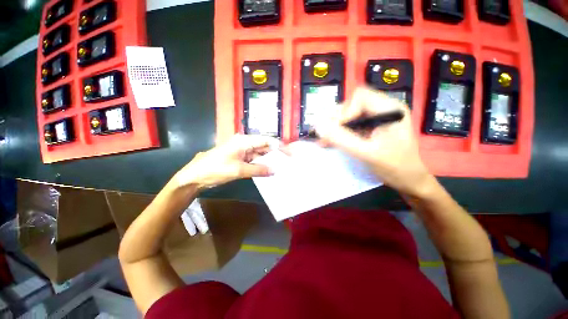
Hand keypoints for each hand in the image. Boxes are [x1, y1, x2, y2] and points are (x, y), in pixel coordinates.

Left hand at [174, 135, 279, 189]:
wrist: (195, 176)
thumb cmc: (215, 169)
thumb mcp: (238, 170)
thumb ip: (258, 169)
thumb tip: (274, 170)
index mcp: (244, 141)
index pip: (267, 140)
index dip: (279, 146)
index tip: (289, 154)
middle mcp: (245, 143)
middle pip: (264, 146)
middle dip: (276, 153)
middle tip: (287, 162)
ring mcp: (242, 151)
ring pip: (260, 153)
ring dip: (269, 160)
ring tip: (281, 166)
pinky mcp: (240, 159)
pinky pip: (254, 160)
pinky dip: (262, 164)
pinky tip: (268, 170)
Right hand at [316, 88, 433, 196]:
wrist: (408, 180)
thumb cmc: (394, 167)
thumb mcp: (366, 153)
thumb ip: (342, 139)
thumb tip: (319, 126)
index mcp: (390, 109)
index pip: (360, 98)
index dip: (344, 112)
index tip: (335, 130)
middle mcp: (384, 108)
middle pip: (353, 104)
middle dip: (336, 120)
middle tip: (324, 135)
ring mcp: (377, 118)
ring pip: (349, 115)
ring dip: (335, 127)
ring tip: (323, 139)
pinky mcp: (372, 127)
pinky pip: (351, 125)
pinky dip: (339, 132)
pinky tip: (330, 141)